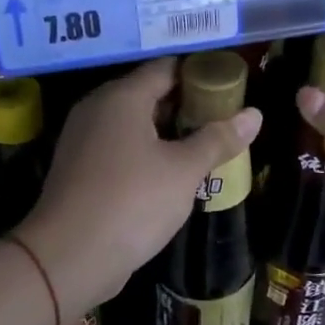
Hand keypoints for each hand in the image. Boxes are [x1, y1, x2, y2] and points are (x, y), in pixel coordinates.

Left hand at [18, 58, 261, 317]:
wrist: (68, 257)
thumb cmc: (132, 202)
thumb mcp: (184, 171)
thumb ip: (218, 139)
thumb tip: (255, 114)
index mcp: (122, 97)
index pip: (167, 68)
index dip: (201, 74)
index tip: (231, 87)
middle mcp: (98, 109)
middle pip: (149, 94)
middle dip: (188, 106)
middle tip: (225, 120)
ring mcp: (84, 139)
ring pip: (134, 124)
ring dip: (168, 133)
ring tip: (206, 146)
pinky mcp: (79, 169)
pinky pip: (120, 148)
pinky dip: (146, 153)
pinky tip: (172, 174)